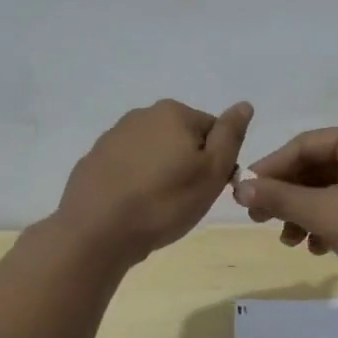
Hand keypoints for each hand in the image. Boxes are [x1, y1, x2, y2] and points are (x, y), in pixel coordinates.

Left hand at [58, 100, 251, 265]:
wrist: (96, 231)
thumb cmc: (164, 201)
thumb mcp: (212, 171)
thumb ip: (230, 135)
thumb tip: (244, 105)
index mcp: (174, 113)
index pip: (213, 130)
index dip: (217, 161)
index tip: (208, 187)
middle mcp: (142, 115)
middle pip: (181, 138)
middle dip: (187, 164)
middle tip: (185, 199)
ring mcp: (113, 137)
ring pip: (153, 153)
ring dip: (161, 173)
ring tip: (158, 206)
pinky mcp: (93, 161)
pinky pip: (127, 168)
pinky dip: (135, 182)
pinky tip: (133, 207)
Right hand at [232, 119, 337, 296]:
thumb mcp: (327, 214)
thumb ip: (280, 197)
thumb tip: (238, 187)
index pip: (304, 145)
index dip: (270, 169)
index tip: (243, 195)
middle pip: (317, 166)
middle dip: (288, 196)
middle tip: (260, 220)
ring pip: (330, 188)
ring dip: (306, 213)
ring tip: (290, 241)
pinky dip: (328, 221)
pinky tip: (317, 247)